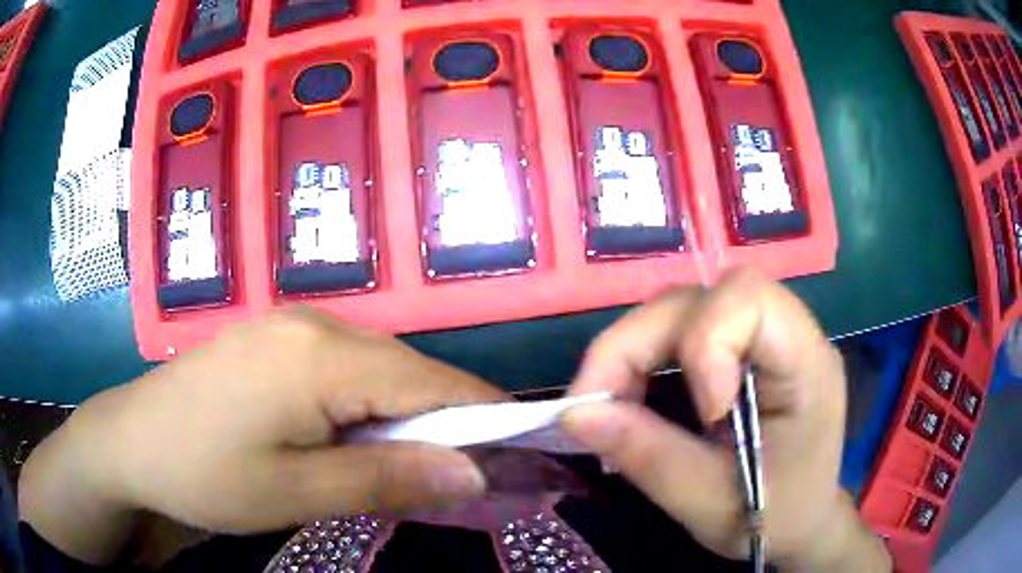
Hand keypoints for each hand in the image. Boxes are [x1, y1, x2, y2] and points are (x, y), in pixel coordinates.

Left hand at [19, 307, 505, 563]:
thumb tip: (473, 474)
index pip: (432, 382)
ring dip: (400, 415)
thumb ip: (386, 478)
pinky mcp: (274, 338)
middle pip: (407, 369)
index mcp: (320, 355)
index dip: (481, 418)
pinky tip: (347, 436)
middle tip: (450, 479)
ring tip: (399, 464)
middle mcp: (313, 322)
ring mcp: (289, 324)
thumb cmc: (205, 474)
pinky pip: (343, 365)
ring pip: (377, 367)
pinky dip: (364, 403)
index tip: (512, 457)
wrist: (131, 441)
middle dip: (440, 422)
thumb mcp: (296, 493)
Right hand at [562, 268, 889, 570]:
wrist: (802, 521)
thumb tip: (575, 413)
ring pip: (681, 310)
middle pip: (700, 299)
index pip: (750, 298)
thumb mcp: (710, 502)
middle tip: (594, 405)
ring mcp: (762, 337)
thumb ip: (648, 455)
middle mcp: (788, 333)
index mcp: (807, 364)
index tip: (699, 412)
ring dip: (632, 352)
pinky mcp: (740, 348)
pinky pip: (680, 331)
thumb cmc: (774, 518)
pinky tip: (633, 398)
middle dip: (636, 346)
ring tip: (610, 407)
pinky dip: (642, 359)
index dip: (705, 341)